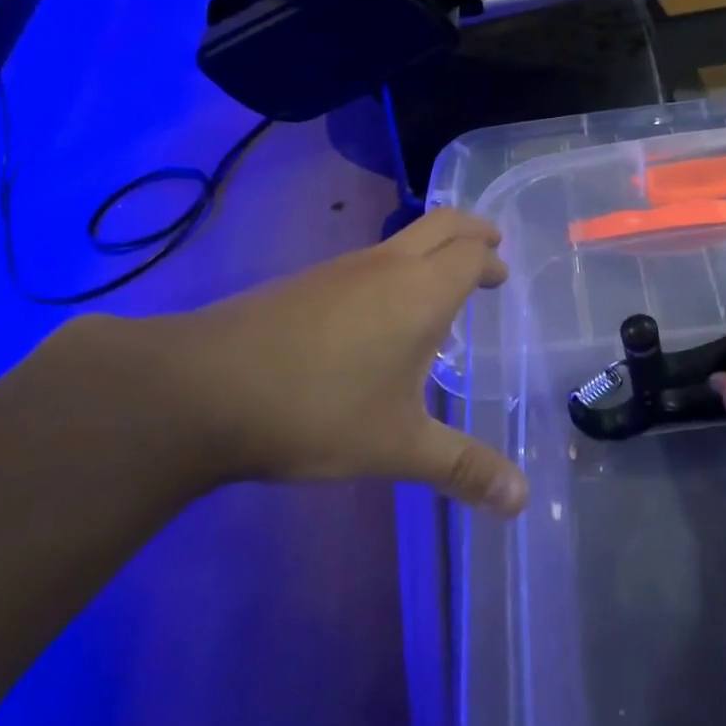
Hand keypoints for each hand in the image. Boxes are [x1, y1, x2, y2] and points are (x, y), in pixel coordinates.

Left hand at [62, 210, 528, 514]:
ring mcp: (340, 269)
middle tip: (490, 248)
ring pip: (400, 240)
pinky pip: (367, 261)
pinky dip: (393, 270)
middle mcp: (386, 266)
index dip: (491, 258)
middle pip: (441, 223)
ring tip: (439, 292)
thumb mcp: (398, 447)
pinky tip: (379, 318)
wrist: (202, 389)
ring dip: (429, 251)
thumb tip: (522, 501)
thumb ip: (463, 469)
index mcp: (421, 291)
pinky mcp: (304, 283)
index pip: (471, 252)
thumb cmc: (318, 410)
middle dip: (471, 231)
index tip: (502, 275)